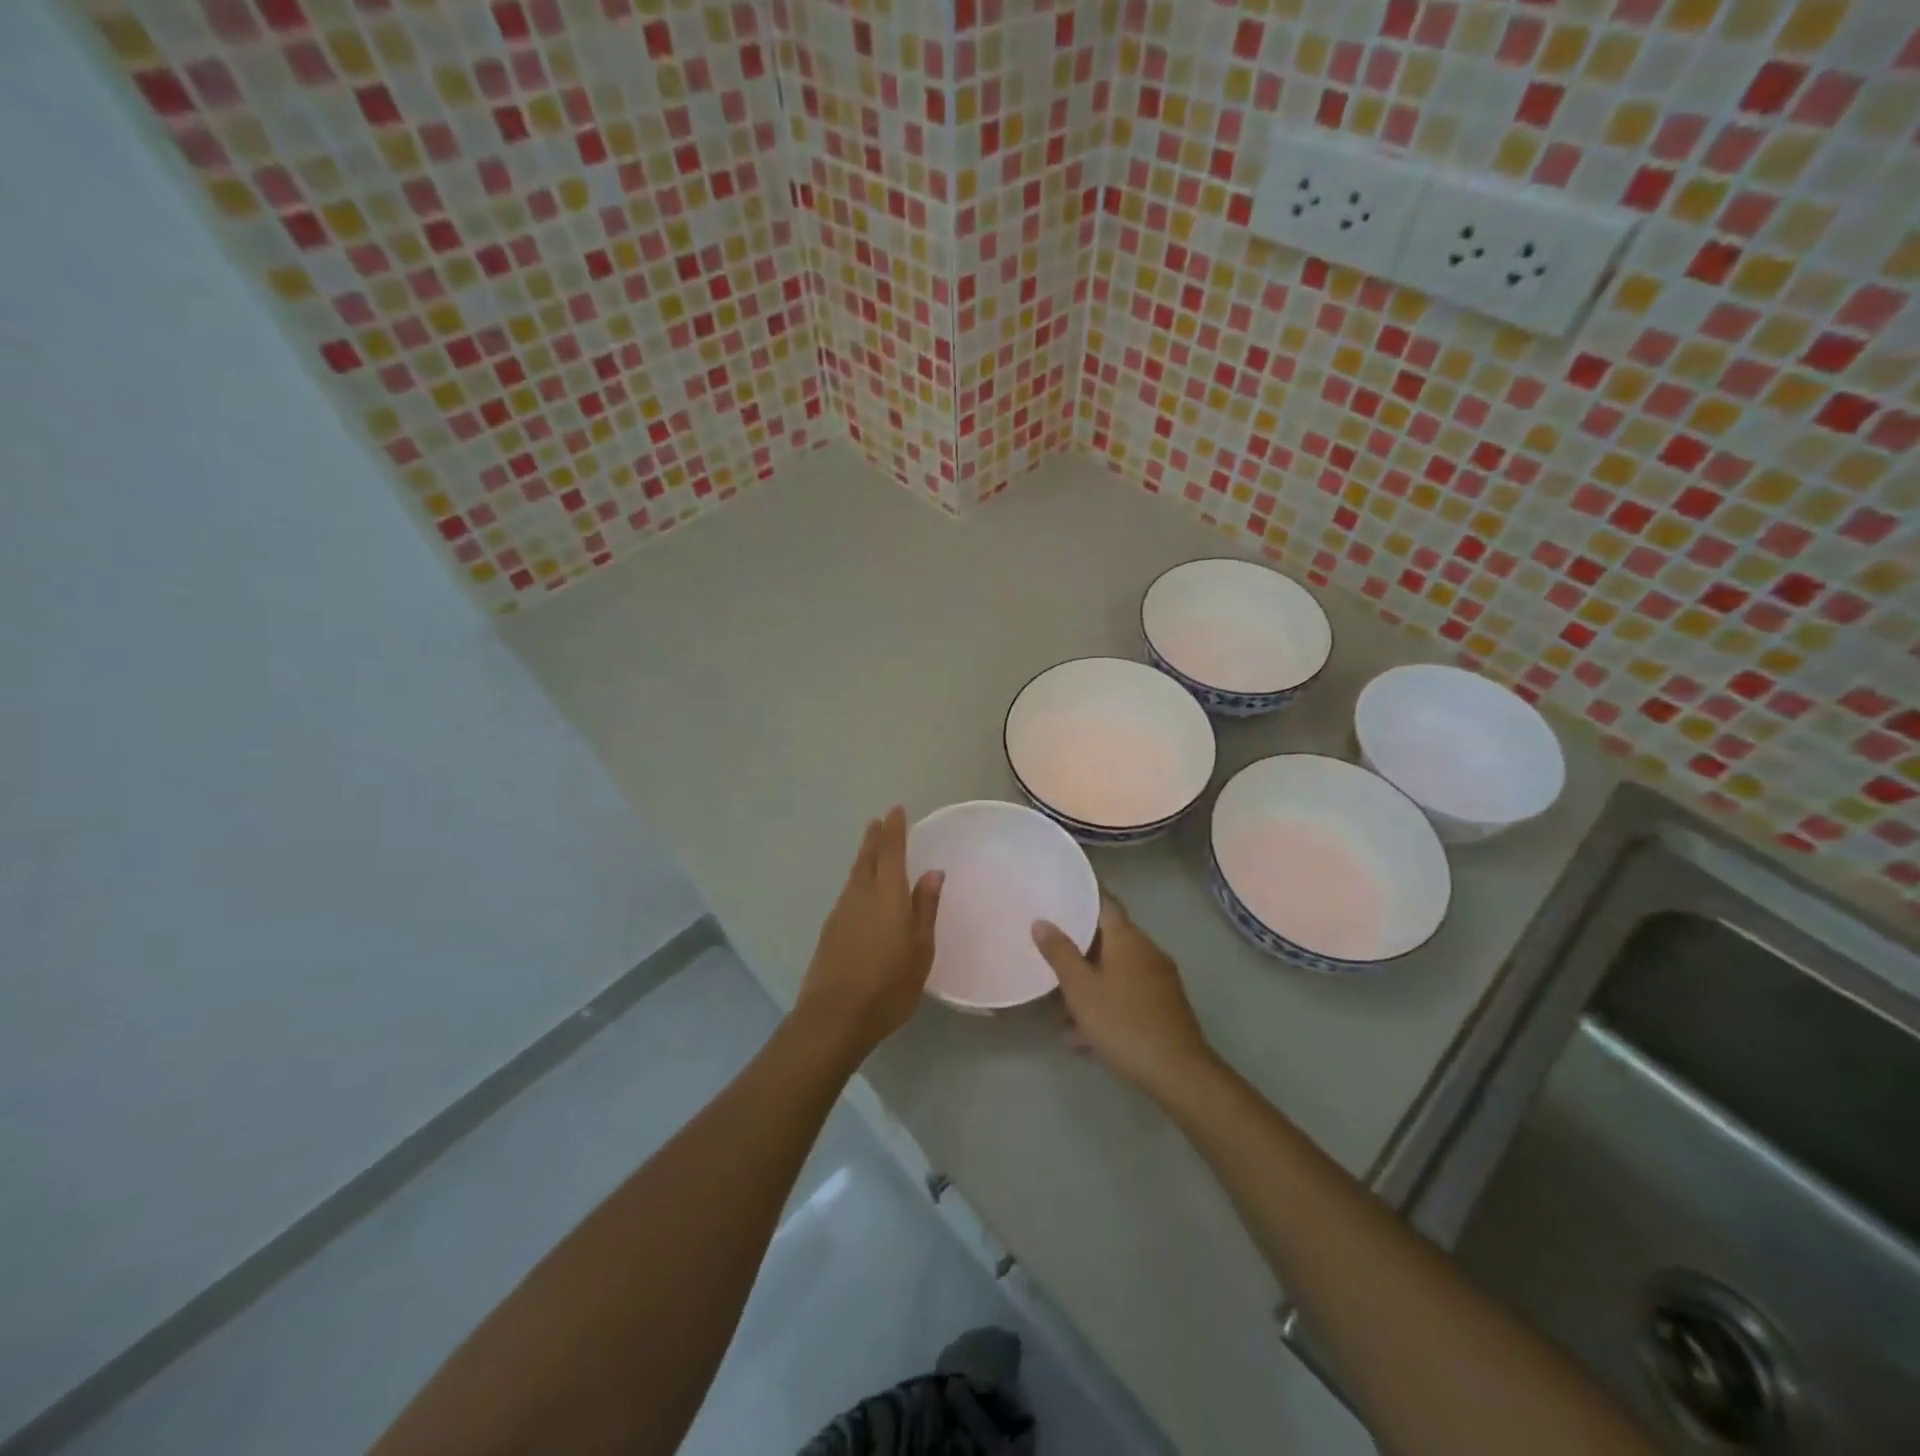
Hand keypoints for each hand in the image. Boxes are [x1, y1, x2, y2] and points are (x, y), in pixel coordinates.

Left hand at [793, 807, 943, 1056]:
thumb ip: (924, 908)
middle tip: (879, 821)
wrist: (835, 1016)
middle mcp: (861, 894)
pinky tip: (862, 889)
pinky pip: (848, 892)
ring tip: (872, 847)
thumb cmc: (888, 984)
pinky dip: (858, 879)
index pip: (891, 851)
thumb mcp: (920, 949)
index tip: (895, 810)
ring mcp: (841, 911)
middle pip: (867, 857)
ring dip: (864, 856)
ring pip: (855, 874)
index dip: (894, 829)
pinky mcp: (830, 929)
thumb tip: (932, 873)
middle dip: (875, 838)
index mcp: (887, 894)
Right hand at [1033, 893, 1216, 1100]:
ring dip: (1089, 982)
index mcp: (1127, 938)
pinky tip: (1083, 1035)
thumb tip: (1041, 922)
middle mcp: (1146, 950)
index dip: (1082, 895)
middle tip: (1048, 950)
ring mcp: (1158, 978)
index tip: (1058, 893)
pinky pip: (1126, 991)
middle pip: (1108, 937)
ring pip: (1115, 969)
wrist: (1178, 1072)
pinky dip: (1105, 1002)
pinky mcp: (1163, 1004)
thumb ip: (1060, 953)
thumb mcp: (1081, 989)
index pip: (1104, 902)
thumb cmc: (1123, 1023)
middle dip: (1078, 946)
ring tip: (1059, 1007)